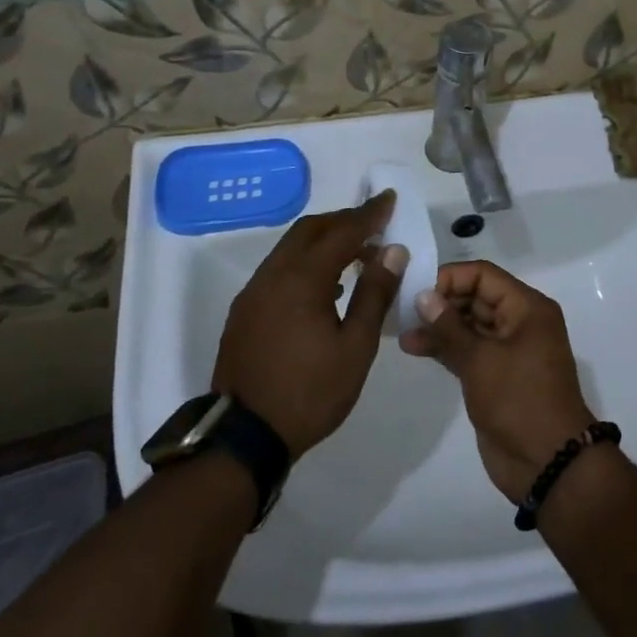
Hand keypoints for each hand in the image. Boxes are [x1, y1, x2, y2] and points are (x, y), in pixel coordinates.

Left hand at [214, 192, 402, 459]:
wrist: (244, 437)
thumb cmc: (310, 392)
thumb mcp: (356, 347)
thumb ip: (374, 293)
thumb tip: (392, 251)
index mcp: (301, 279)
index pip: (341, 232)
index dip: (368, 214)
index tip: (389, 198)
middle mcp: (272, 275)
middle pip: (310, 230)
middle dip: (343, 220)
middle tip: (374, 224)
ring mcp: (253, 293)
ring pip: (290, 248)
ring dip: (323, 240)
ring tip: (355, 254)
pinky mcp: (244, 311)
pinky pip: (279, 269)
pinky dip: (305, 261)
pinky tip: (325, 285)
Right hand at [399, 260, 595, 501]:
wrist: (548, 463)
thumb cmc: (519, 400)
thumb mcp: (481, 360)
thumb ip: (449, 327)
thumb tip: (423, 295)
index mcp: (527, 308)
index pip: (484, 276)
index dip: (451, 278)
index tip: (417, 289)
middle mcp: (520, 322)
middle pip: (476, 297)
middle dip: (442, 301)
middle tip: (403, 308)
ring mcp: (508, 350)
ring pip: (469, 325)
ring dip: (439, 326)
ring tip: (403, 330)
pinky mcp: (495, 376)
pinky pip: (468, 350)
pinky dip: (445, 347)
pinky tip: (415, 346)